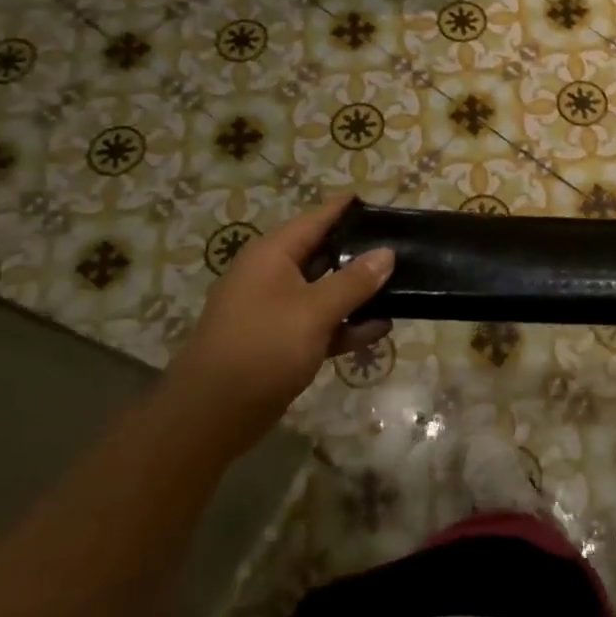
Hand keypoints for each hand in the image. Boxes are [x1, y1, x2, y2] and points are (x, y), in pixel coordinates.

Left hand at [164, 196, 393, 451]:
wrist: (213, 414)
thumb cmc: (263, 347)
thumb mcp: (314, 310)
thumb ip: (354, 281)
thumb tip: (386, 253)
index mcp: (272, 255)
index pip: (316, 219)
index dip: (347, 209)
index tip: (381, 203)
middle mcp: (273, 275)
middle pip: (323, 253)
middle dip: (361, 252)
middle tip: (402, 247)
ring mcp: (276, 310)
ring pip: (325, 290)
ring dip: (358, 292)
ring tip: (401, 288)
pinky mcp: (282, 341)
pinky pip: (321, 322)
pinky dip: (347, 324)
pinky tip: (379, 329)